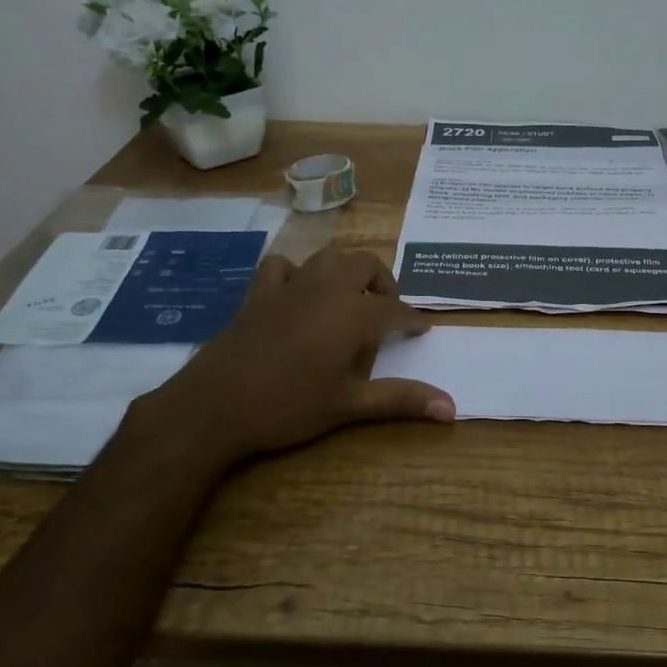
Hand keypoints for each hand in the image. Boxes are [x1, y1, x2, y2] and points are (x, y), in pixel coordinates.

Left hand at [122, 246, 453, 467]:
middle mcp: (325, 288)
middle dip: (383, 282)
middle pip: (365, 265)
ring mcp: (289, 286)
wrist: (214, 405)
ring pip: (327, 257)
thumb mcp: (348, 406)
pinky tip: (297, 292)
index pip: (394, 309)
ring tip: (350, 295)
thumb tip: (452, 409)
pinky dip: (295, 272)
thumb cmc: (288, 406)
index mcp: (352, 313)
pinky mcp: (258, 293)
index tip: (423, 328)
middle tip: (386, 310)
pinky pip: (282, 267)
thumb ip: (400, 400)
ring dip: (345, 269)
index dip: (412, 319)